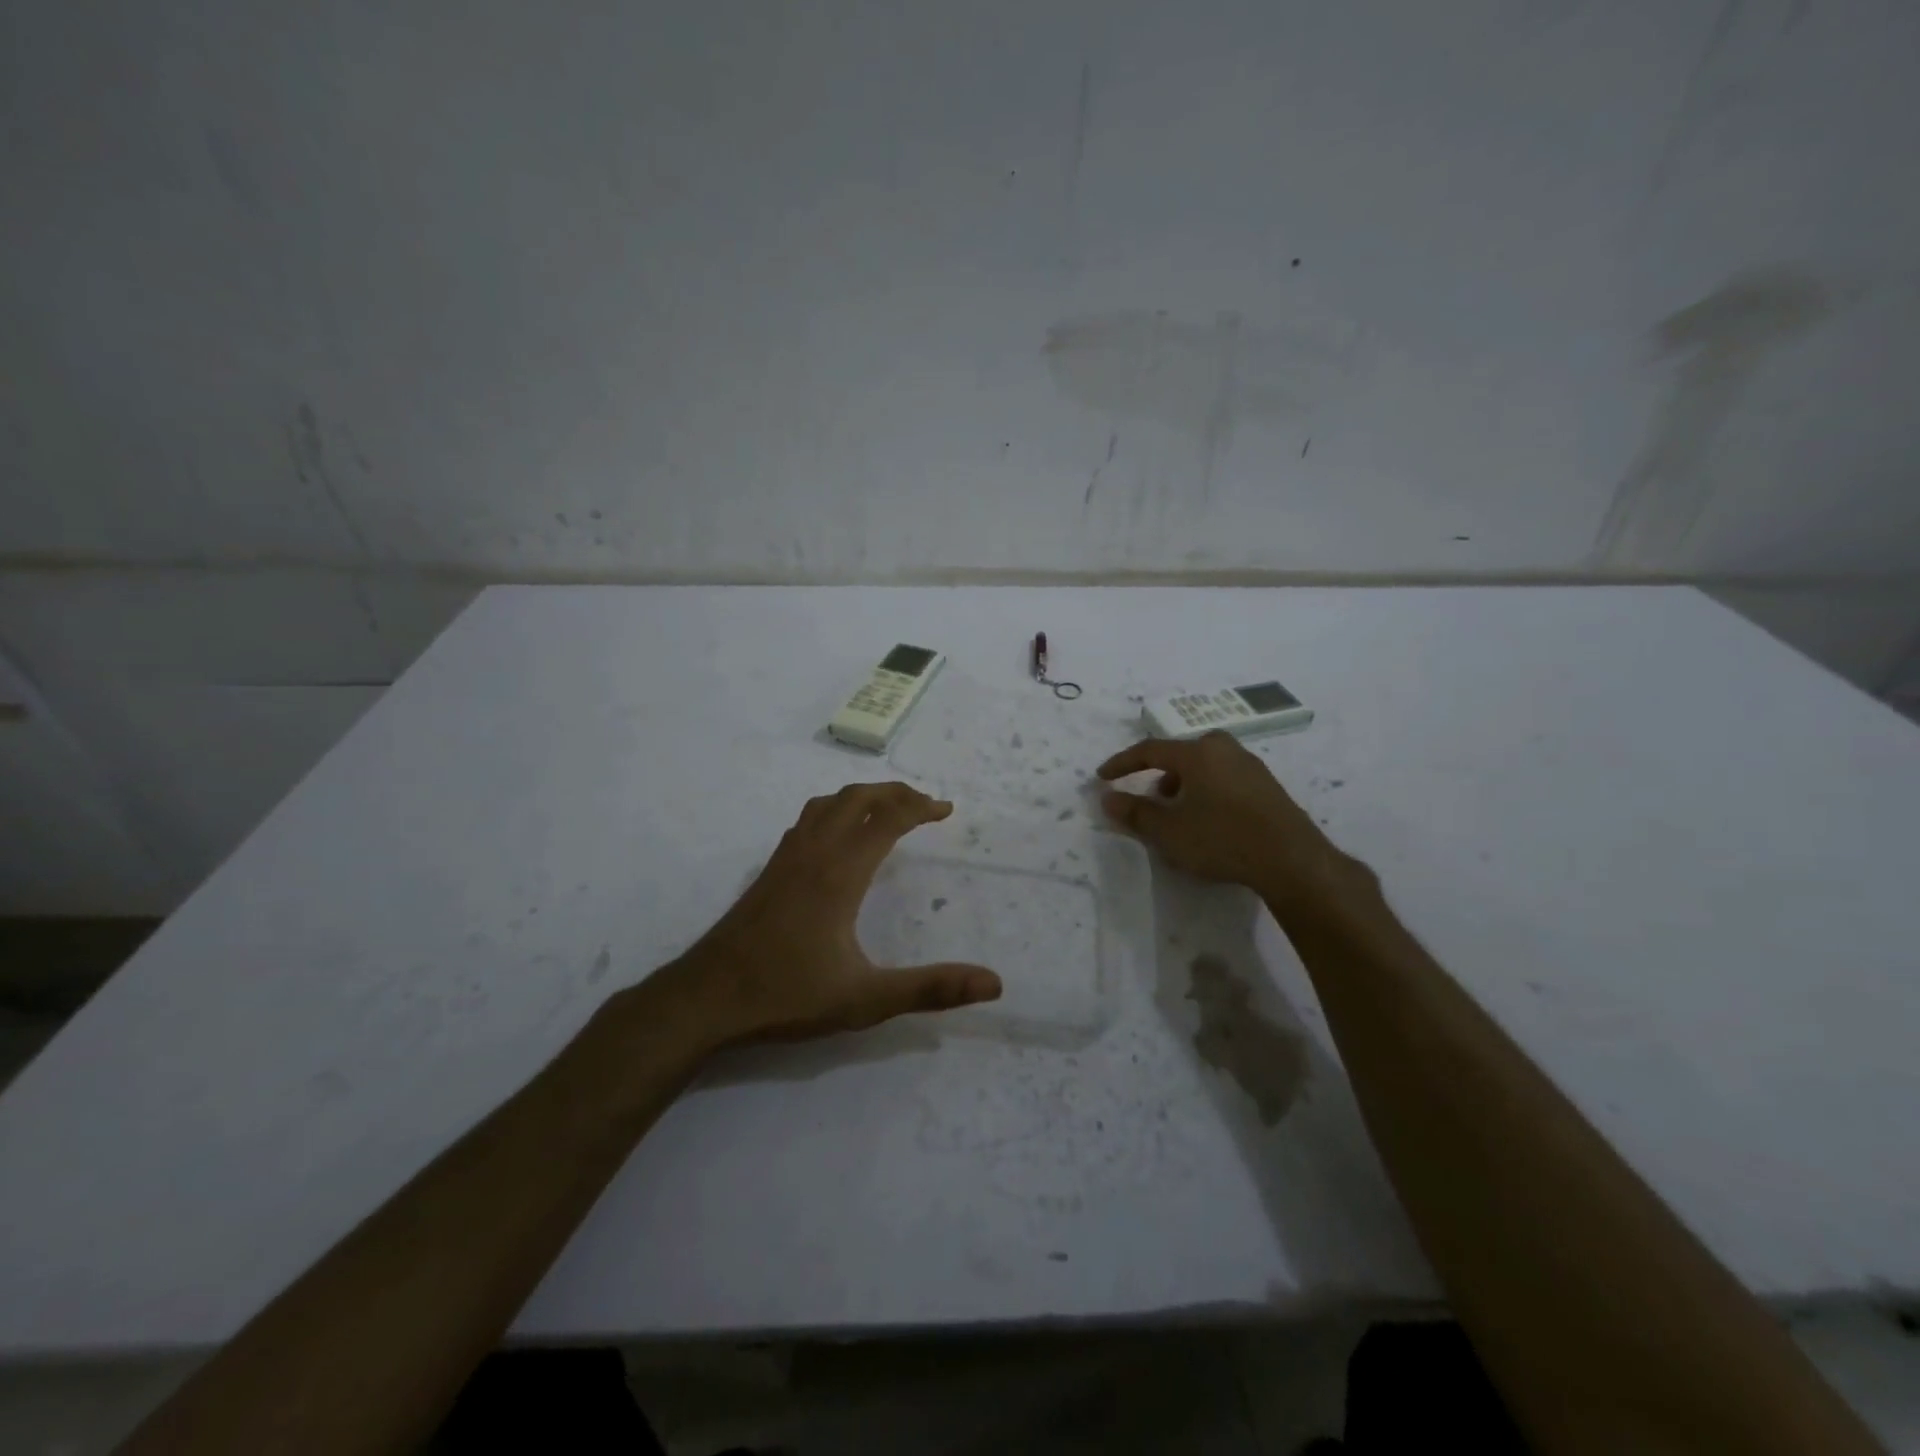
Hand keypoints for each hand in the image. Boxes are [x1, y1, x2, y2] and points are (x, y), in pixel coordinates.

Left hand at [654, 782, 1001, 1050]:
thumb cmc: (787, 995)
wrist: (706, 999)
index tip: (946, 810)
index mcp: (840, 873)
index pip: (886, 819)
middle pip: (856, 798)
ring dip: (862, 796)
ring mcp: (786, 858)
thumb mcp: (866, 1000)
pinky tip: (836, 836)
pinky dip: (834, 811)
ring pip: (827, 804)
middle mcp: (813, 853)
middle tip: (925, 804)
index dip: (920, 807)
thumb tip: (993, 983)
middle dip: (894, 792)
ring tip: (886, 809)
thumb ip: (930, 989)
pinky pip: (807, 820)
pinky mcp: (769, 871)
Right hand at [1097, 732, 1355, 905]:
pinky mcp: (1267, 786)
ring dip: (1185, 784)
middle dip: (1159, 773)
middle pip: (1181, 753)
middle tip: (1150, 797)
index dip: (1123, 764)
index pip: (1149, 750)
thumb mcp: (1169, 831)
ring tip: (1179, 814)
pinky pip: (1225, 778)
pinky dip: (1207, 791)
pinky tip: (1210, 820)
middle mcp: (1224, 749)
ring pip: (1205, 766)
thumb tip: (1108, 798)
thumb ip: (1135, 812)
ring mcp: (1250, 766)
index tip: (1103, 777)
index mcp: (1197, 753)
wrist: (1291, 859)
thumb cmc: (1221, 839)